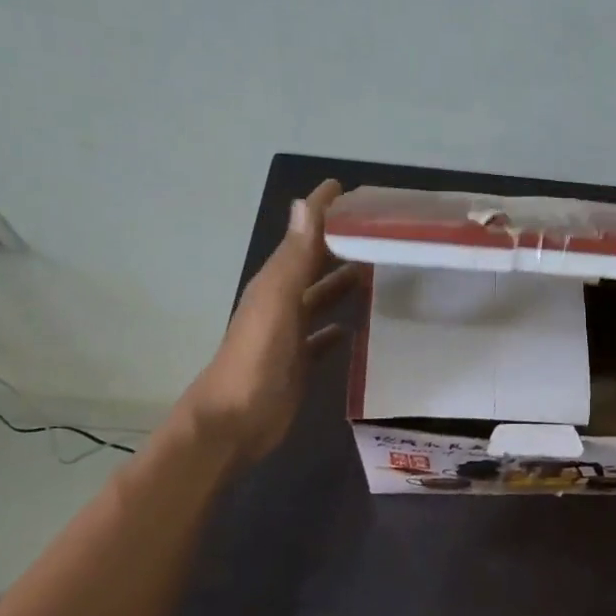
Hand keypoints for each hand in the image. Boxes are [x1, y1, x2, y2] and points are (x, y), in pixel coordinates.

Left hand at [174, 179, 360, 458]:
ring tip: (380, 273)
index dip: (323, 212)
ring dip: (344, 285)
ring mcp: (290, 334)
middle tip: (381, 233)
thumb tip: (305, 204)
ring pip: (321, 299)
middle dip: (341, 246)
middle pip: (314, 265)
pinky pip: (323, 339)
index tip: (353, 192)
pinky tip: (357, 329)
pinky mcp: (299, 363)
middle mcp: (282, 303)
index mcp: (275, 283)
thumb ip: (293, 258)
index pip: (303, 235)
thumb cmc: (256, 362)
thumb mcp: (276, 304)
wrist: (234, 423)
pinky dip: (339, 329)